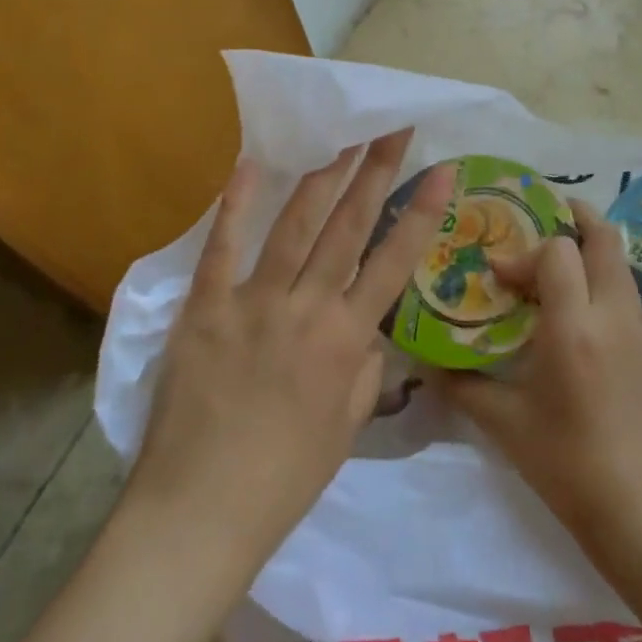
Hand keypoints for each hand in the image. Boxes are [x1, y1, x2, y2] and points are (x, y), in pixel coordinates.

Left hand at [129, 131, 453, 567]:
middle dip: (375, 172)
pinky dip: (234, 205)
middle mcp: (306, 308)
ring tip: (343, 139)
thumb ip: (366, 370)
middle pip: (348, 227)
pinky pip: (222, 248)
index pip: (394, 261)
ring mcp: (252, 303)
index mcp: (346, 340)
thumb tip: (370, 329)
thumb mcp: (347, 429)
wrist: (199, 512)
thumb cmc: (284, 480)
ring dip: (322, 177)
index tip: (442, 170)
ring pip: (295, 226)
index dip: (421, 212)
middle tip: (392, 129)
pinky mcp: (204, 309)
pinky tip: (250, 166)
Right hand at [437, 201, 641, 555]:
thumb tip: (424, 363)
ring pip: (619, 267)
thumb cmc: (565, 465)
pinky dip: (600, 286)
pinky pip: (625, 299)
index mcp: (574, 326)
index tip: (499, 275)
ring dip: (589, 253)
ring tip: (555, 266)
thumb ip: (461, 385)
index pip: (558, 252)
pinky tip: (577, 319)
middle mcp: (613, 317)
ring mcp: (640, 334)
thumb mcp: (504, 424)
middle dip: (575, 218)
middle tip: (544, 216)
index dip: (524, 253)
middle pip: (605, 240)